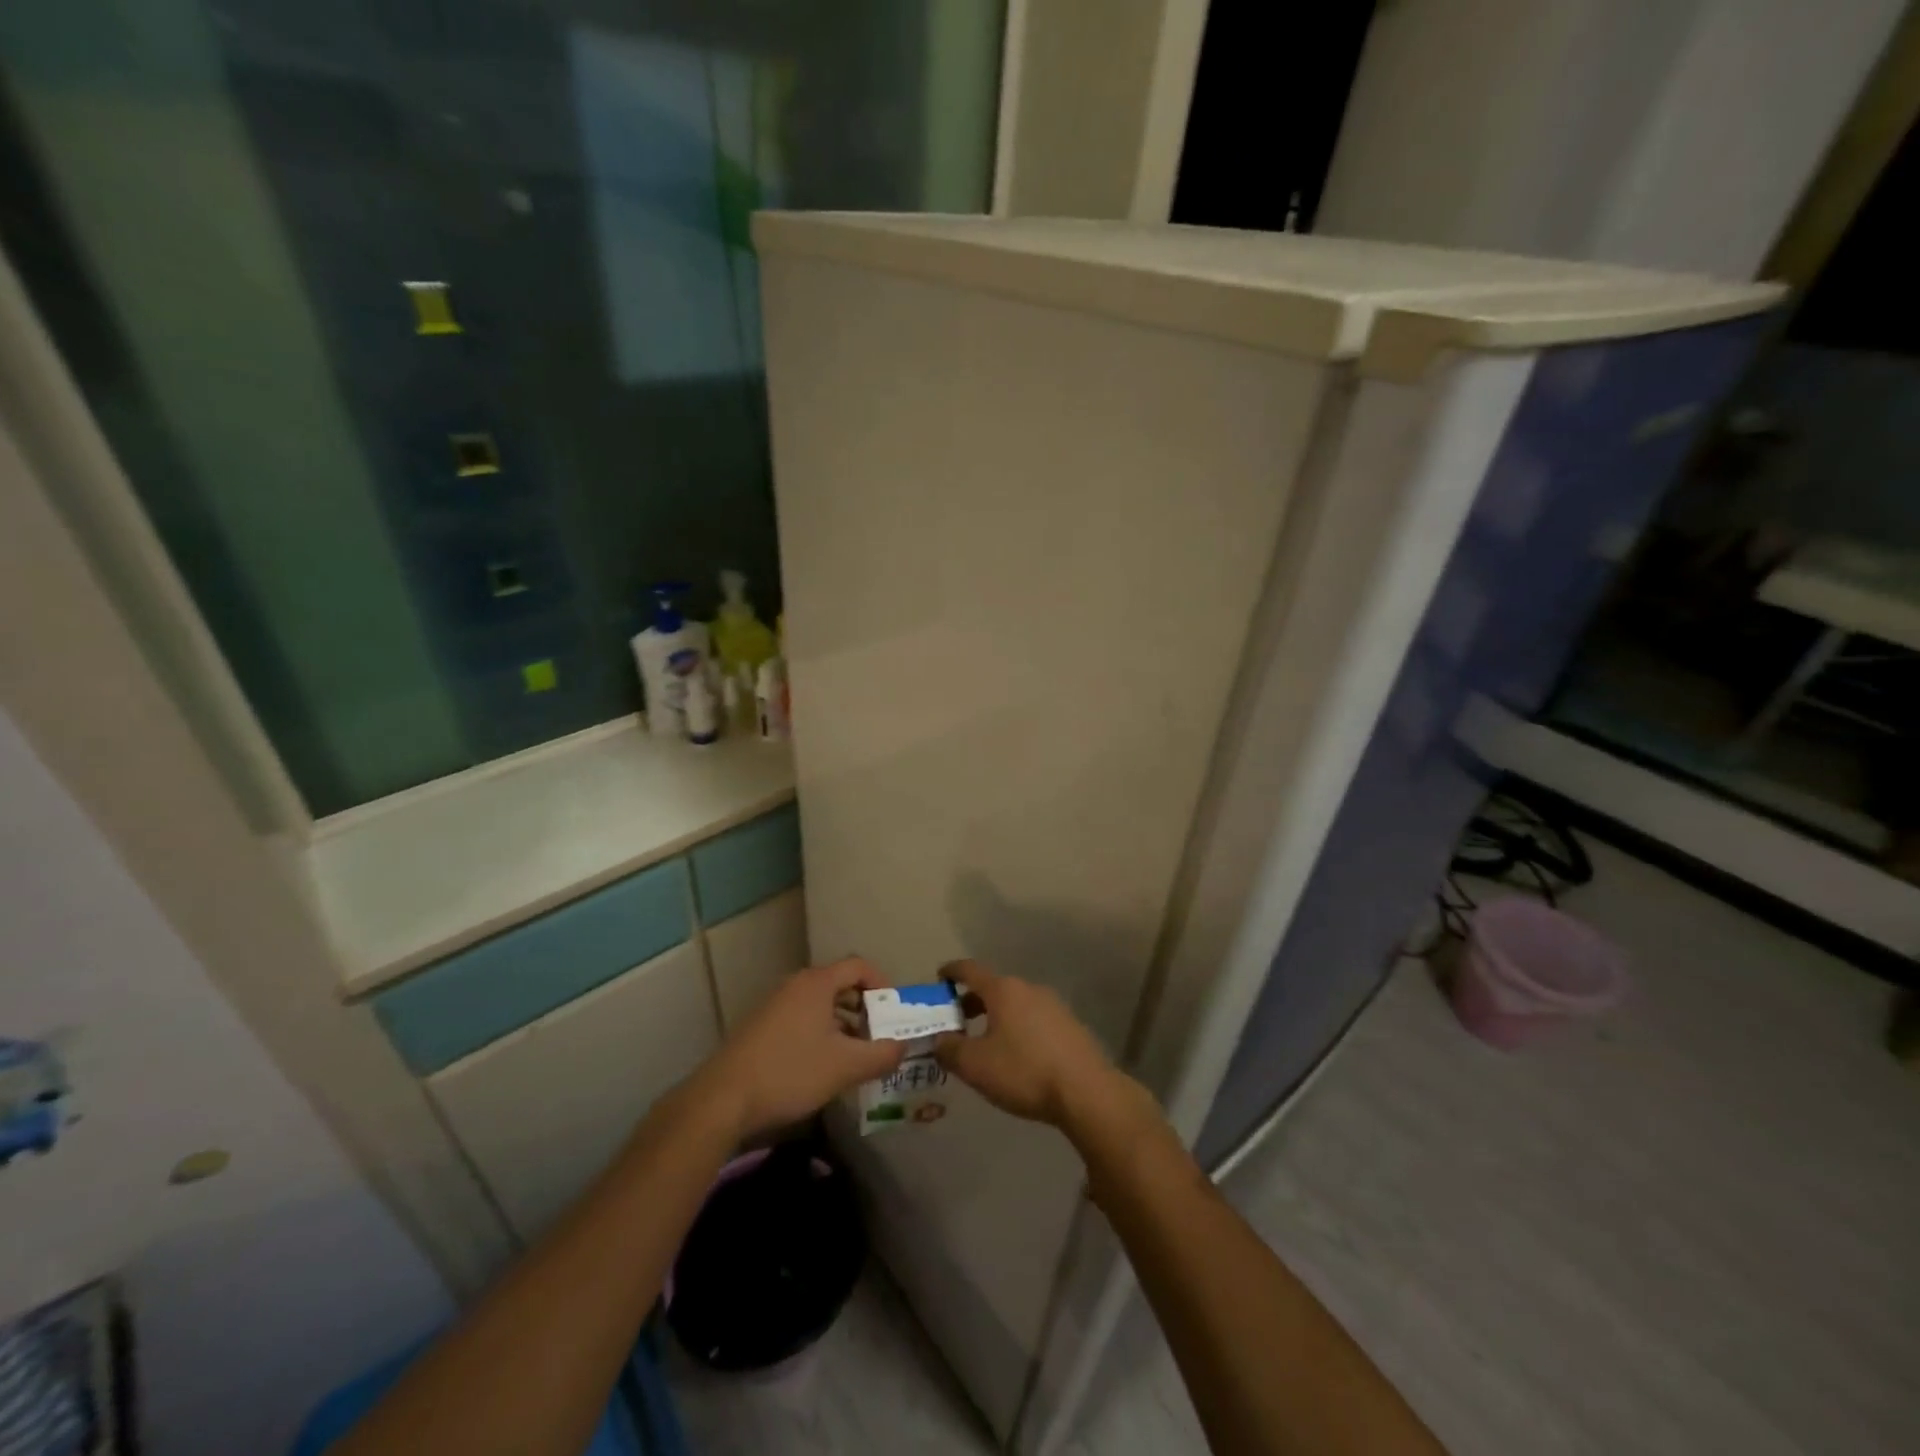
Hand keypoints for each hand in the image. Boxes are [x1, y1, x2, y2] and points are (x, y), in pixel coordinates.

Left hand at [697, 956, 903, 1139]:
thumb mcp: (845, 1066)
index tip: (893, 1013)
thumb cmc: (790, 1072)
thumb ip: (881, 1054)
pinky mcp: (761, 1028)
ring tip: (854, 1058)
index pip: (859, 966)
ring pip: (820, 1006)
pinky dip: (820, 1035)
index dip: (882, 985)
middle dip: (864, 1010)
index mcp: (817, 983)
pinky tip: (822, 1068)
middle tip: (878, 1038)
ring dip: (843, 1026)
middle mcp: (795, 985)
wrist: (723, 1099)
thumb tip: (903, 1047)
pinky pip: (801, 1020)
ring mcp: (774, 1006)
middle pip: (840, 985)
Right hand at [932, 960, 1128, 1128]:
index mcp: (1003, 990)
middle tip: (956, 1021)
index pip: (970, 970)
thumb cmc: (1024, 1071)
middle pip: (993, 987)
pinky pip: (1033, 1018)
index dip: (951, 971)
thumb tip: (938, 1039)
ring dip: (995, 1016)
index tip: (939, 977)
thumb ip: (949, 1049)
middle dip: (971, 1001)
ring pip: (1015, 1004)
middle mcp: (1028, 988)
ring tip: (984, 1042)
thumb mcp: (975, 1065)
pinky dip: (1017, 1027)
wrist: (1086, 1091)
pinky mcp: (1069, 1025)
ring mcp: (1053, 1005)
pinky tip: (1015, 1055)